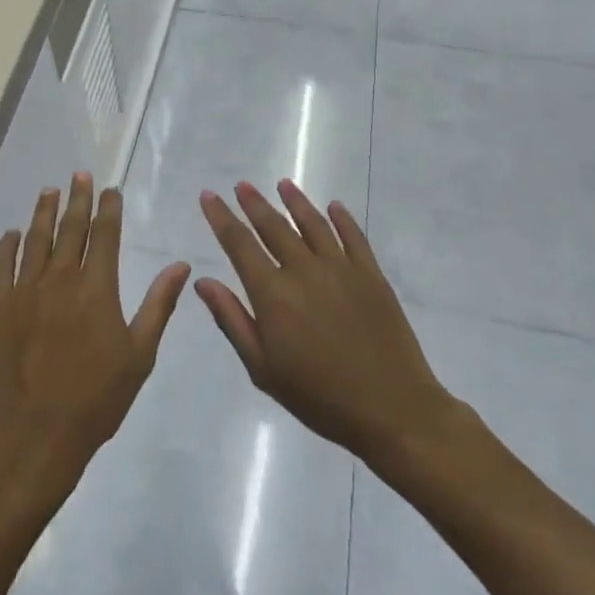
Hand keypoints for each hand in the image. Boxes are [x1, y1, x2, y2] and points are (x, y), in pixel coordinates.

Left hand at [0, 174, 190, 515]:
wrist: (36, 433)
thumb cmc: (96, 398)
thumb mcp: (139, 354)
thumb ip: (158, 304)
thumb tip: (181, 265)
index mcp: (97, 288)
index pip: (104, 234)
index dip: (108, 208)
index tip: (110, 189)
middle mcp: (60, 278)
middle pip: (70, 228)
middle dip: (77, 198)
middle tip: (79, 175)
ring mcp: (24, 290)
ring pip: (35, 239)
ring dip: (44, 212)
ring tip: (49, 191)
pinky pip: (1, 265)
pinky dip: (7, 245)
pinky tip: (12, 233)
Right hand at [197, 180, 460, 468]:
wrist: (392, 409)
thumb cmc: (319, 397)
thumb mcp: (263, 369)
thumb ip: (232, 320)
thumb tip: (203, 281)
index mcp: (272, 293)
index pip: (239, 243)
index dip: (221, 217)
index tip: (209, 196)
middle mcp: (303, 270)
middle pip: (274, 226)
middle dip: (254, 203)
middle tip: (242, 185)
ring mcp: (341, 268)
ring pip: (313, 223)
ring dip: (295, 201)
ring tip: (283, 184)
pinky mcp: (371, 275)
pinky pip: (353, 236)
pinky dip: (341, 218)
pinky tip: (334, 207)